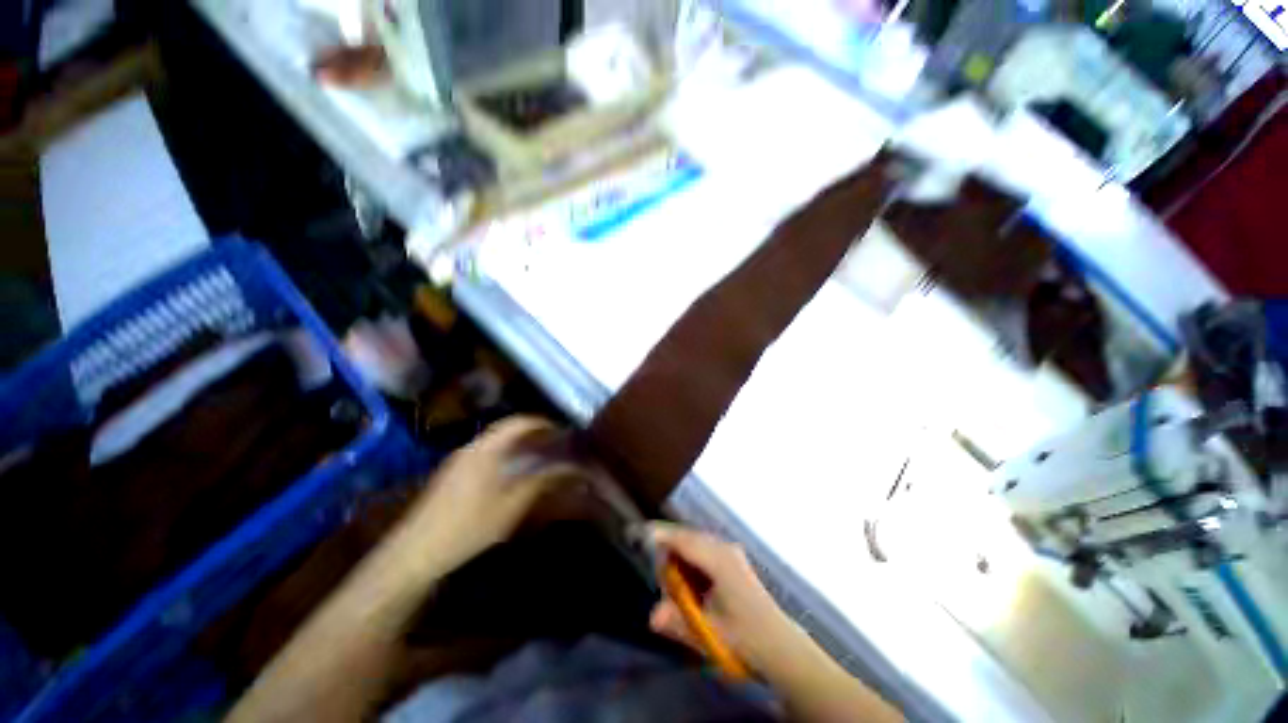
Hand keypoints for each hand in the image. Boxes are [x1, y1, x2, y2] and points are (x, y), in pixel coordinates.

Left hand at [403, 416, 578, 570]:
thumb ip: (542, 482)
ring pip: (495, 441)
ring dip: (517, 443)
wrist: (415, 552)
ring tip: (538, 455)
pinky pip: (485, 452)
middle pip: (506, 429)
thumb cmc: (469, 526)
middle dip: (532, 432)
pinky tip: (511, 471)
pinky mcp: (451, 473)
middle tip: (553, 442)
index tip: (562, 430)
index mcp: (486, 449)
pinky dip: (504, 453)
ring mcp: (458, 459)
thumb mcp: (512, 506)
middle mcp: (471, 447)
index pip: (519, 422)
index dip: (542, 422)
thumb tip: (570, 468)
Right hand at [647, 522, 805, 675]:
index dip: (661, 535)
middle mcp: (725, 549)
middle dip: (668, 546)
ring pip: (695, 542)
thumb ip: (679, 623)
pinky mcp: (732, 560)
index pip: (684, 540)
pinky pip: (703, 550)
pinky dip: (689, 559)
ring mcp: (730, 552)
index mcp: (720, 561)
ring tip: (668, 578)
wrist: (781, 647)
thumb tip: (651, 616)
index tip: (639, 533)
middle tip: (653, 566)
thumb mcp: (710, 634)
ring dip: (678, 553)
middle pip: (688, 536)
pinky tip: (686, 580)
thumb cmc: (746, 639)